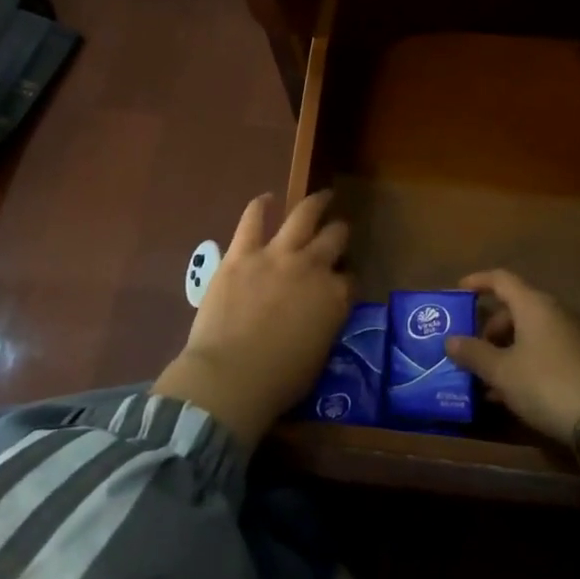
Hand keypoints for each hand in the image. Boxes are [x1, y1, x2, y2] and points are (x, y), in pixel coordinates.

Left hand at [155, 191, 351, 449]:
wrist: (230, 377)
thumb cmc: (278, 381)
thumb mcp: (318, 356)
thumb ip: (325, 325)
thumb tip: (321, 315)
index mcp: (335, 298)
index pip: (349, 279)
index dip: (346, 280)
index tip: (341, 283)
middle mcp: (312, 267)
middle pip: (334, 238)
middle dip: (339, 233)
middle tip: (339, 229)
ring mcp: (277, 255)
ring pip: (303, 216)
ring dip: (315, 204)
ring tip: (321, 197)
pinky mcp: (242, 254)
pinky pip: (253, 220)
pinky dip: (260, 206)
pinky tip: (266, 199)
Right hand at [445, 270, 579, 456]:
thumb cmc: (544, 383)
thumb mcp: (501, 371)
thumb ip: (473, 353)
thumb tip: (450, 340)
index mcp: (533, 304)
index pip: (501, 279)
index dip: (477, 281)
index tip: (457, 292)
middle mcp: (552, 311)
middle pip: (513, 307)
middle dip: (487, 327)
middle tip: (468, 348)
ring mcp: (568, 334)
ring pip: (526, 331)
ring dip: (502, 348)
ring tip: (482, 375)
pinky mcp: (577, 357)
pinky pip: (540, 348)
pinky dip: (520, 360)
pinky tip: (505, 391)